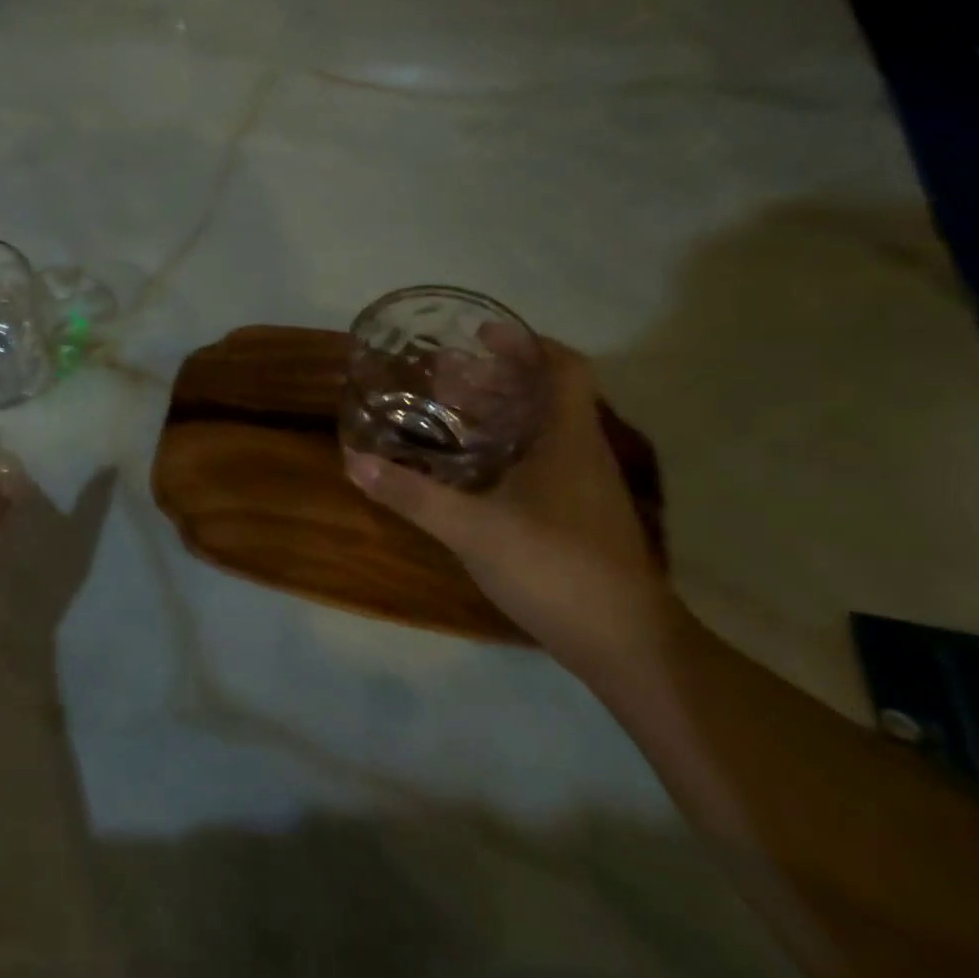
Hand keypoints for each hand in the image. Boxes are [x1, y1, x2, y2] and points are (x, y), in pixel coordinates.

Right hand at [344, 340, 675, 672]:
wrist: (624, 643)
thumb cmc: (555, 568)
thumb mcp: (472, 528)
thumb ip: (412, 494)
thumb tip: (354, 461)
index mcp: (567, 439)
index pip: (563, 367)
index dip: (526, 342)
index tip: (480, 334)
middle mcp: (580, 453)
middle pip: (544, 395)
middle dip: (495, 376)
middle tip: (442, 374)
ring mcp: (581, 488)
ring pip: (539, 430)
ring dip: (497, 413)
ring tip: (446, 412)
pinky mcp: (574, 517)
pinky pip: (536, 462)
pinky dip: (501, 450)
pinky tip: (467, 469)